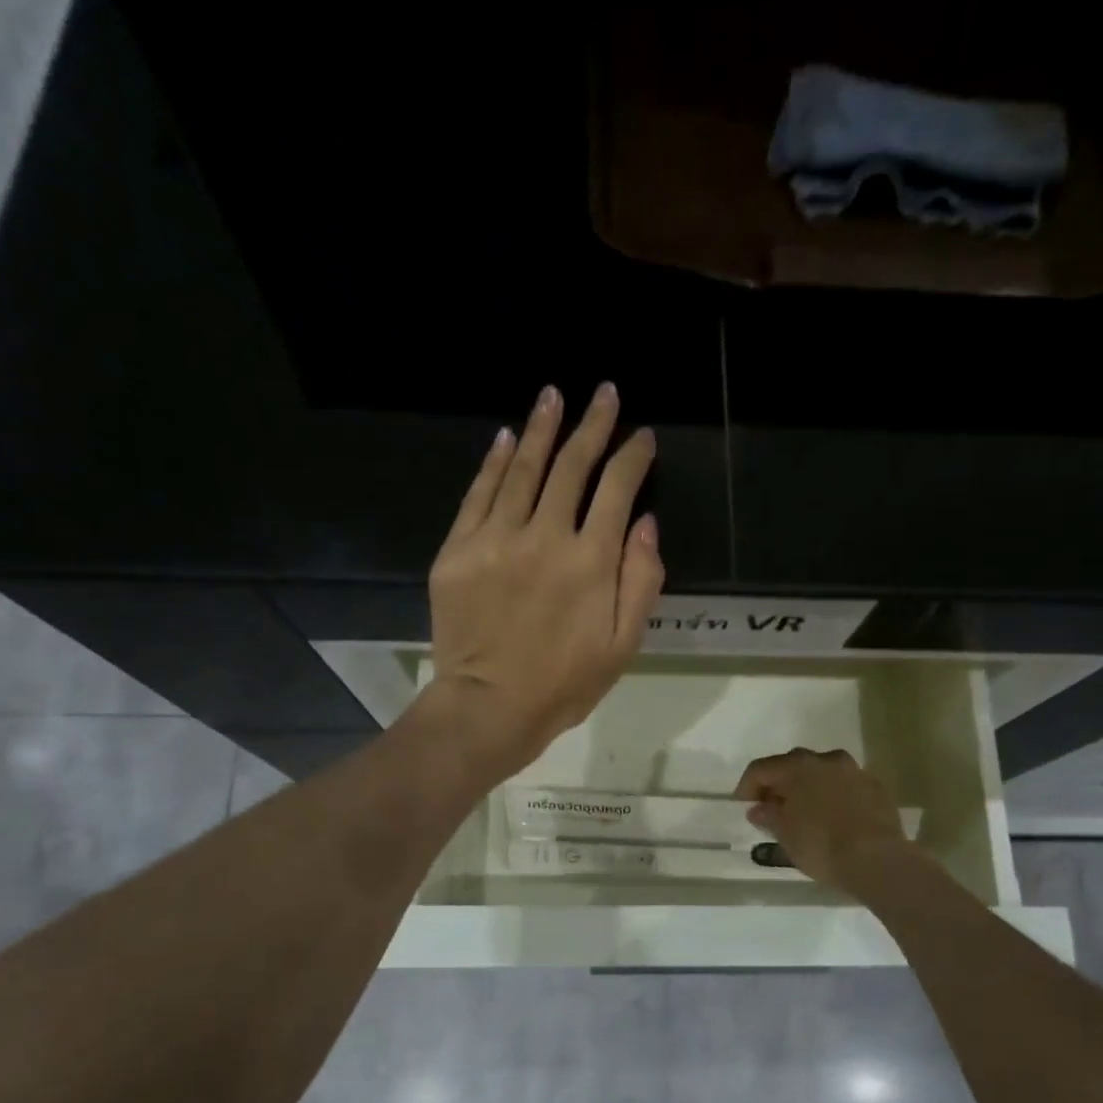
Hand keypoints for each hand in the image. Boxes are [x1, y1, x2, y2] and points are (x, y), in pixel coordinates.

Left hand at [425, 382, 662, 781]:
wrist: (488, 708)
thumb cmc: (565, 684)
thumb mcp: (623, 645)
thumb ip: (641, 582)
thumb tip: (645, 524)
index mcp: (591, 561)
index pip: (617, 488)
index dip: (632, 456)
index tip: (642, 437)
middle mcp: (544, 536)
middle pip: (572, 466)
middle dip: (592, 425)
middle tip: (604, 393)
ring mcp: (495, 539)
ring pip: (523, 469)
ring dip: (543, 428)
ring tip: (554, 395)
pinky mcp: (457, 550)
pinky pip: (478, 494)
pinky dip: (494, 462)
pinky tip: (507, 437)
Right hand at [733, 748, 912, 891]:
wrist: (878, 860)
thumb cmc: (822, 845)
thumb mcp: (785, 835)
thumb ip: (768, 816)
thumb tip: (759, 808)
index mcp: (798, 766)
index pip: (761, 768)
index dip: (747, 786)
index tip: (742, 805)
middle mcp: (826, 759)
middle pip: (793, 766)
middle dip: (779, 785)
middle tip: (771, 808)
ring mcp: (855, 771)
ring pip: (822, 774)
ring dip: (809, 788)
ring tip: (803, 813)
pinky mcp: (876, 788)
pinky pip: (845, 787)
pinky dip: (833, 797)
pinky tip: (832, 818)